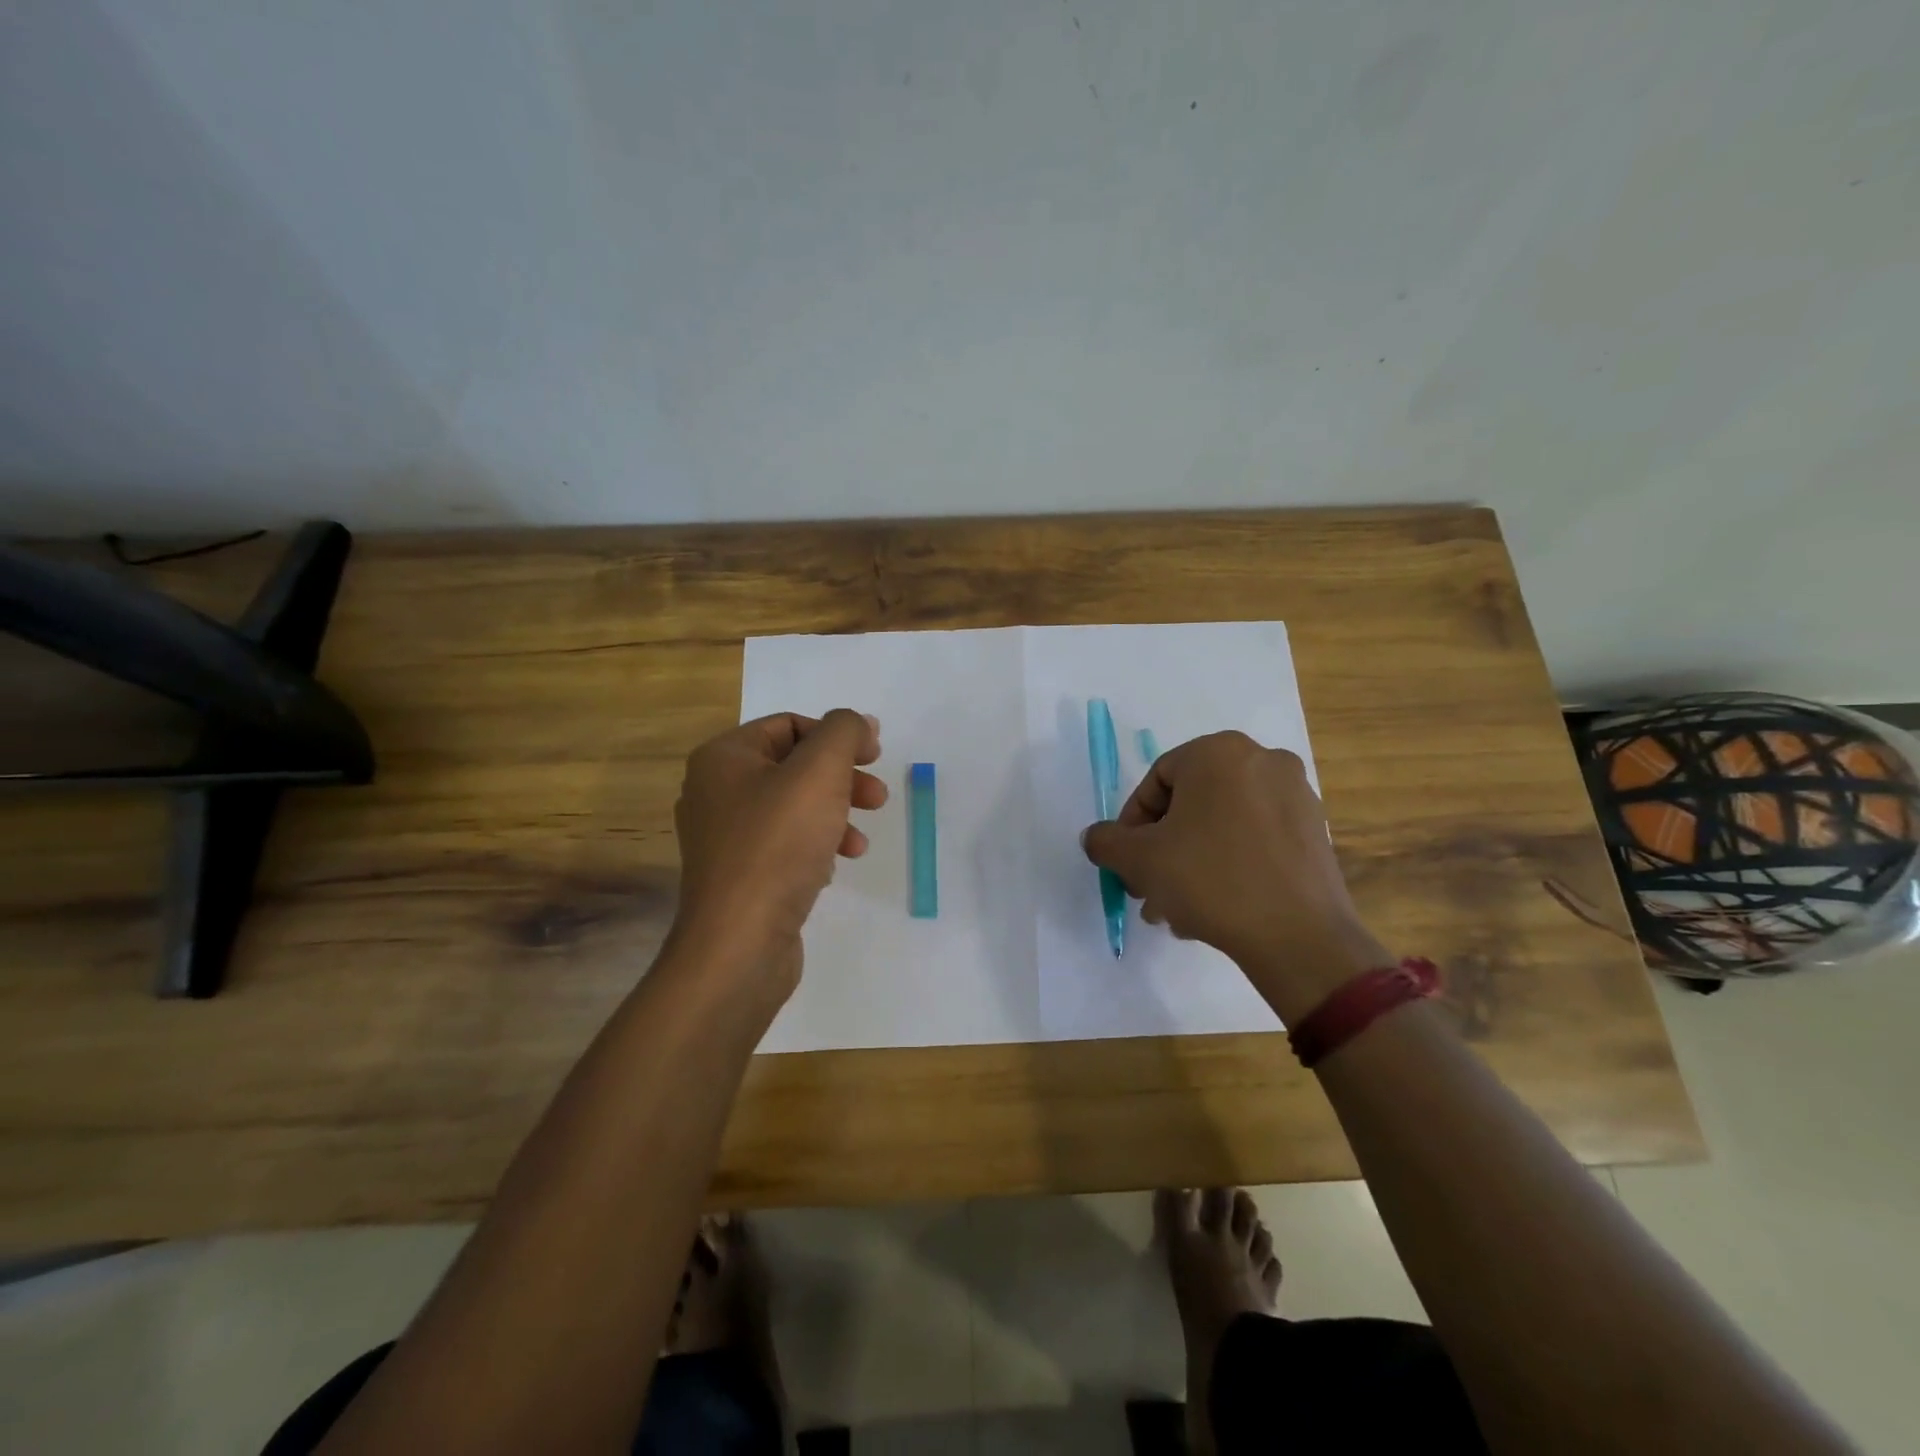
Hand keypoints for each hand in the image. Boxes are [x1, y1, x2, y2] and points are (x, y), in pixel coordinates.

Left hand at [671, 709, 886, 993]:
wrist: (740, 943)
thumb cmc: (778, 845)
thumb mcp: (820, 772)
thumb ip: (843, 733)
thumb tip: (858, 722)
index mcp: (723, 758)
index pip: (789, 725)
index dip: (837, 735)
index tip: (876, 755)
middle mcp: (715, 791)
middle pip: (793, 767)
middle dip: (842, 778)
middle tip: (878, 797)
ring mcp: (724, 837)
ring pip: (793, 808)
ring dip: (835, 815)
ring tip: (861, 841)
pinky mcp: (738, 875)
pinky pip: (784, 844)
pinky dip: (815, 846)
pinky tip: (834, 866)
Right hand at [1081, 732, 1390, 1019]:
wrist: (1299, 937)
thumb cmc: (1210, 880)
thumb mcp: (1139, 860)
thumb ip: (1106, 841)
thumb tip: (1097, 838)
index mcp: (1218, 753)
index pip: (1156, 781)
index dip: (1133, 824)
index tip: (1128, 862)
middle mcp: (1262, 760)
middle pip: (1190, 804)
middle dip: (1163, 848)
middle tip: (1148, 888)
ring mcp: (1296, 795)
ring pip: (1222, 824)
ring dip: (1191, 861)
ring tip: (1177, 909)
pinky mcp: (1315, 831)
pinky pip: (1255, 839)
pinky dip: (1229, 863)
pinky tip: (1216, 907)